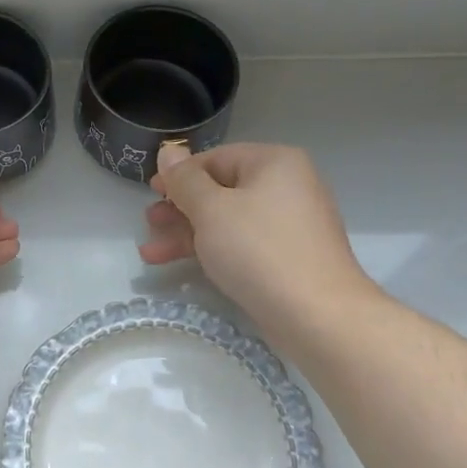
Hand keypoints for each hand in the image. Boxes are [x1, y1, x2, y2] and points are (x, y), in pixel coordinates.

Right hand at [141, 143, 371, 343]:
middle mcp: (287, 186)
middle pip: (220, 190)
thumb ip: (184, 180)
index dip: (179, 174)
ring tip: (151, 252)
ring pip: (227, 221)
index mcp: (274, 163)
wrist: (318, 316)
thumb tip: (169, 151)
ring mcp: (289, 225)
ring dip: (187, 234)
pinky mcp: (287, 258)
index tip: (150, 193)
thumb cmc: (259, 250)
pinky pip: (242, 245)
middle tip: (148, 223)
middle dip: (179, 208)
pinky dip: (211, 250)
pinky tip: (180, 265)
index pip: (215, 158)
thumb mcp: (211, 209)